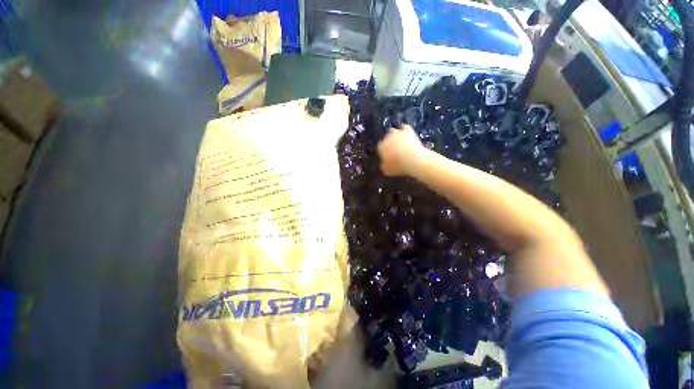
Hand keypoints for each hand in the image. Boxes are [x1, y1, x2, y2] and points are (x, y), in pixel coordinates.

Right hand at [377, 125, 425, 176]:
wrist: (413, 159)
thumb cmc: (398, 166)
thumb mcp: (387, 170)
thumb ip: (383, 166)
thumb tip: (383, 164)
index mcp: (381, 147)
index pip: (380, 148)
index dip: (384, 152)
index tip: (388, 156)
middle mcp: (387, 138)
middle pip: (387, 139)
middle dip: (390, 144)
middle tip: (395, 151)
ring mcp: (397, 132)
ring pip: (395, 133)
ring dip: (397, 137)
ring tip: (402, 144)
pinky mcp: (408, 130)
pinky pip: (405, 128)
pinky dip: (406, 132)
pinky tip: (408, 135)